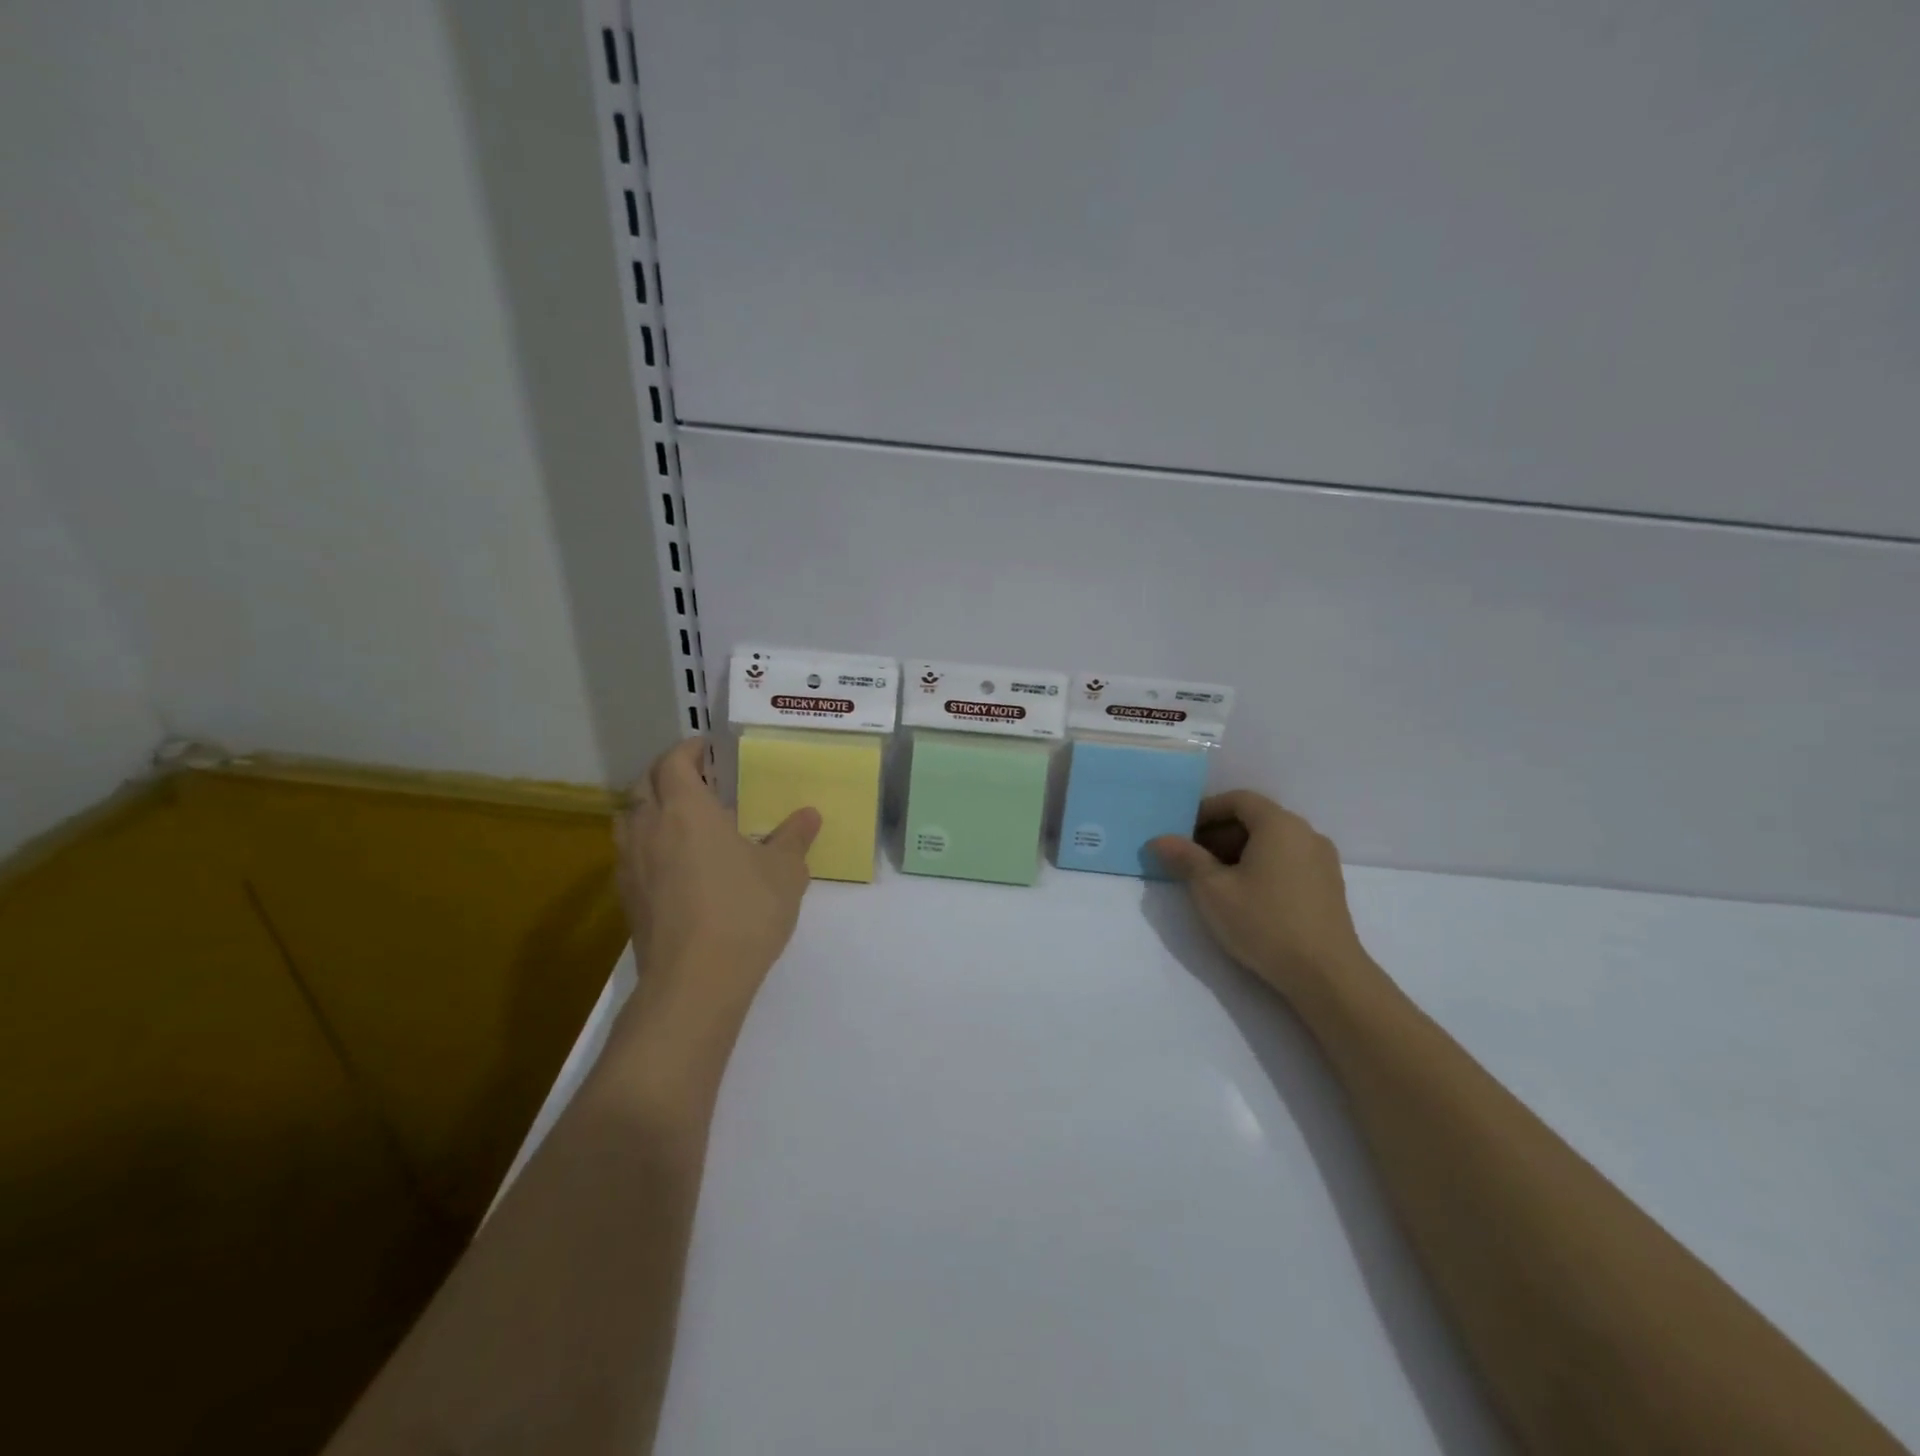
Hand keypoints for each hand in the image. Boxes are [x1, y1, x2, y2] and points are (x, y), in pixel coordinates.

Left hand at [614, 737, 820, 1038]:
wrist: (695, 981)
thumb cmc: (744, 912)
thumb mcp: (784, 872)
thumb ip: (794, 838)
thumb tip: (809, 814)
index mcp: (687, 809)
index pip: (675, 763)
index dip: (688, 750)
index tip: (706, 747)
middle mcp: (650, 828)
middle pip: (645, 785)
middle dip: (667, 774)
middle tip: (697, 779)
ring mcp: (631, 864)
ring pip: (629, 818)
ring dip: (649, 807)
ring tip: (679, 818)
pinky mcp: (626, 898)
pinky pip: (630, 854)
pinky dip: (646, 844)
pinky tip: (673, 864)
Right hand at [1150, 791, 1375, 1003]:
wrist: (1326, 976)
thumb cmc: (1264, 923)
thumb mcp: (1212, 890)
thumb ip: (1185, 858)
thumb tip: (1159, 840)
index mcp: (1280, 824)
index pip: (1238, 799)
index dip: (1206, 811)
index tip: (1182, 832)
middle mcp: (1306, 833)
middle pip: (1256, 818)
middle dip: (1219, 833)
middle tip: (1191, 859)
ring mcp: (1322, 860)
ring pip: (1272, 841)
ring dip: (1239, 851)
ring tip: (1213, 880)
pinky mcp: (1328, 886)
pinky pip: (1287, 860)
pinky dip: (1261, 865)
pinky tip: (1245, 895)